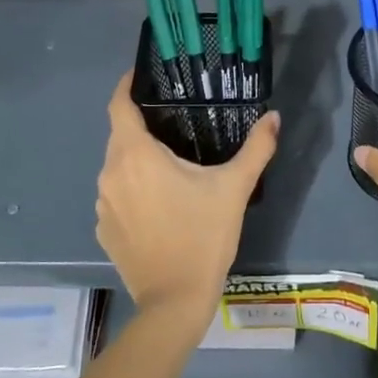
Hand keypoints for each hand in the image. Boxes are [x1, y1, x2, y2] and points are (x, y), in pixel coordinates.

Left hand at [95, 73, 280, 333]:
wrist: (174, 301)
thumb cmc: (203, 236)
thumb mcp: (234, 188)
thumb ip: (256, 148)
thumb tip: (274, 117)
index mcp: (135, 155)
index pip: (119, 105)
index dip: (127, 85)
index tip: (143, 75)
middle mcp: (110, 173)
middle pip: (119, 135)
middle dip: (142, 125)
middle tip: (174, 122)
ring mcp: (103, 204)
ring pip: (117, 166)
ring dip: (137, 159)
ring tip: (170, 162)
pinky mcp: (103, 229)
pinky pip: (116, 195)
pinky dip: (132, 188)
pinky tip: (159, 202)